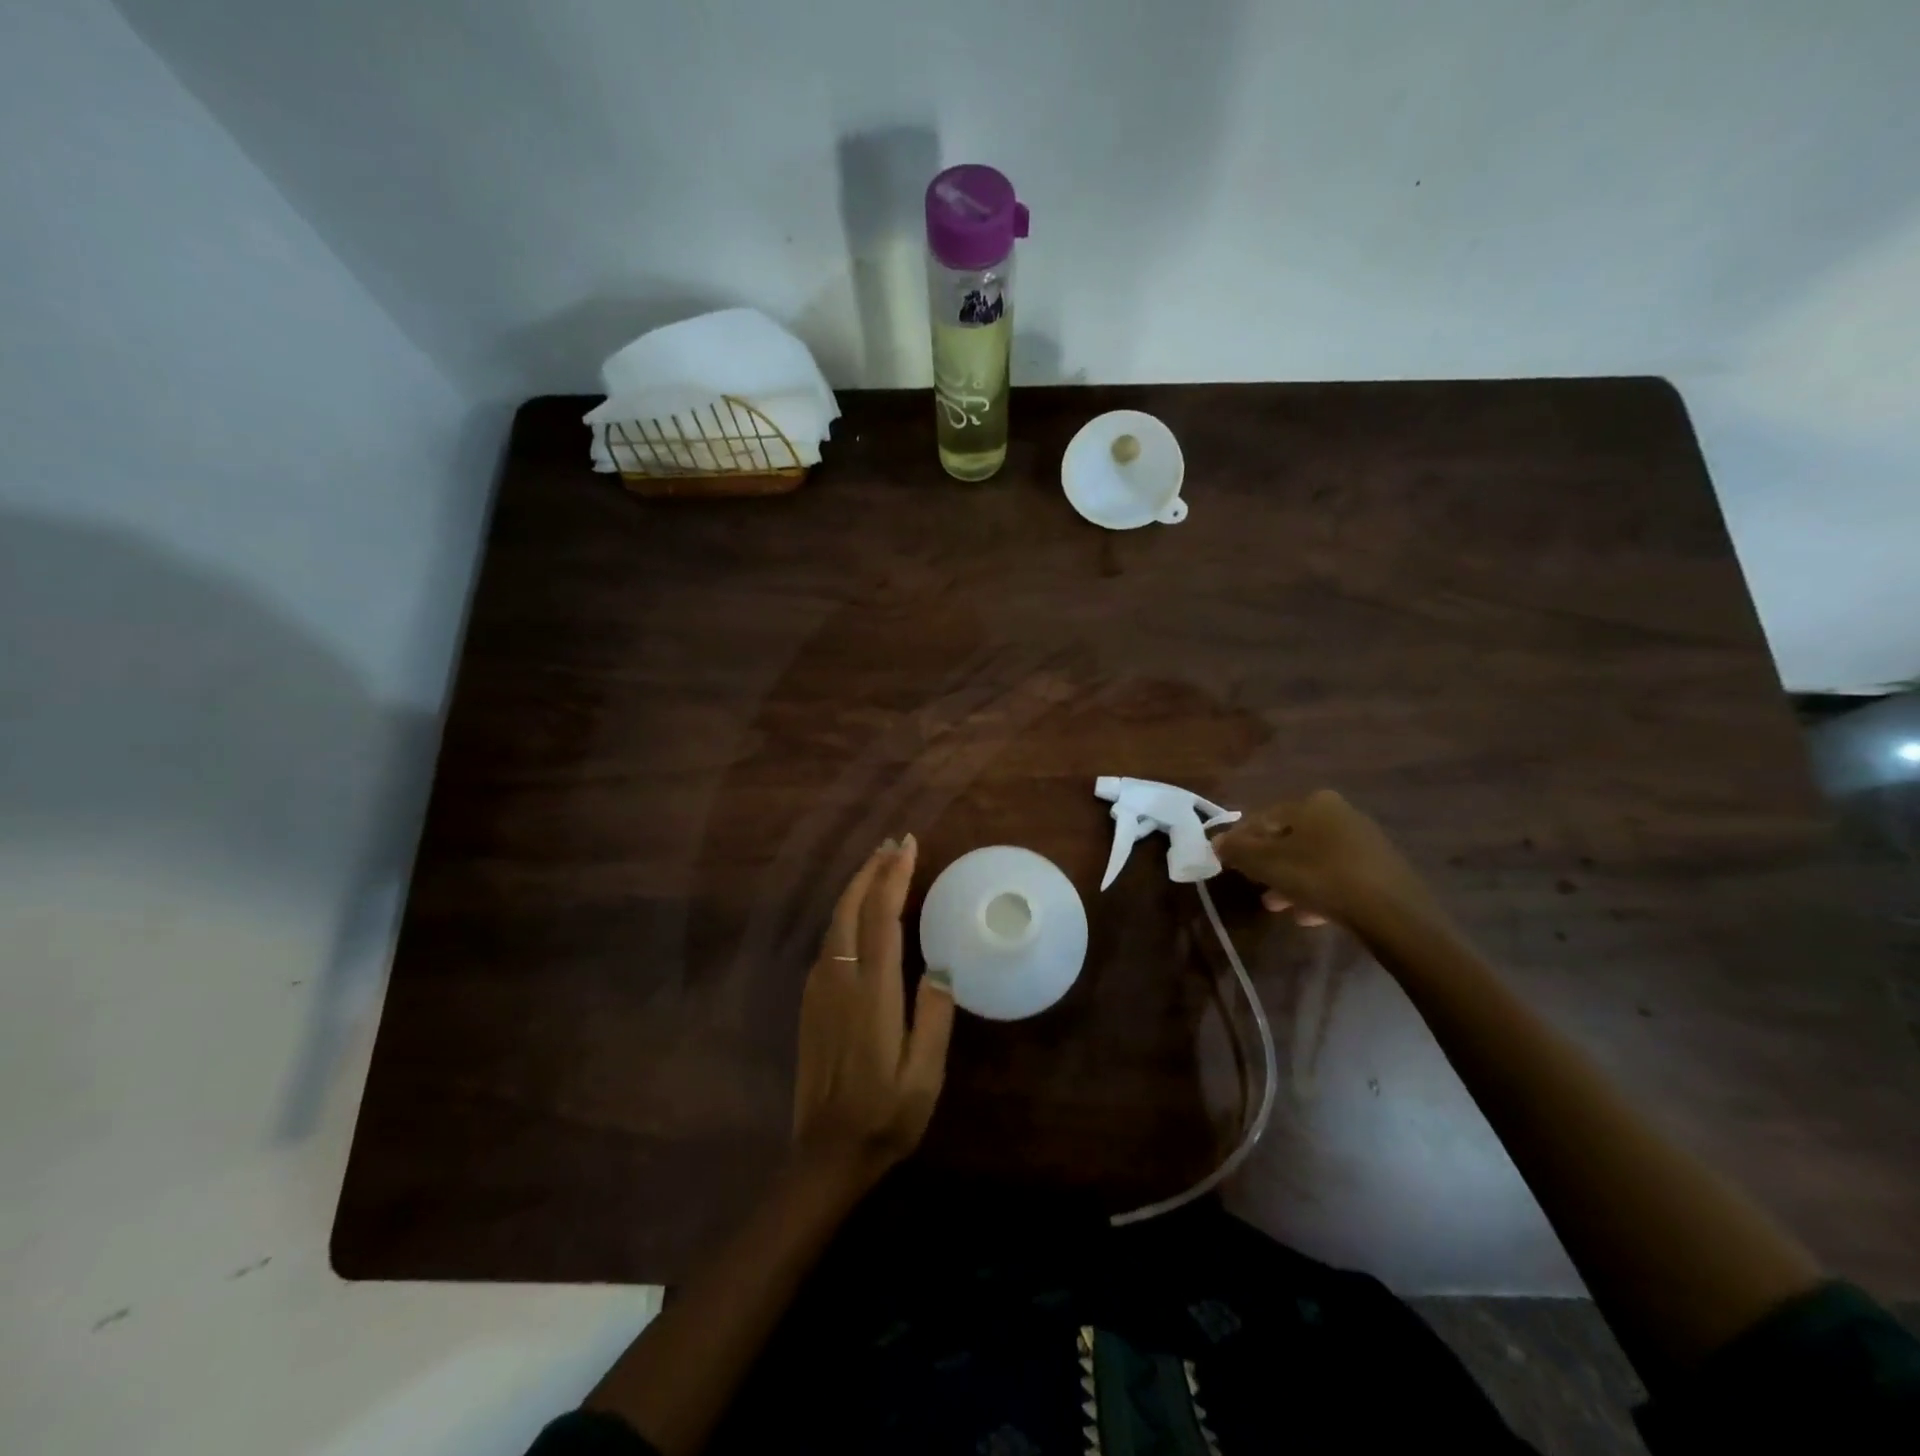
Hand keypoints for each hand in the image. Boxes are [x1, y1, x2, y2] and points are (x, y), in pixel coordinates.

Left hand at [792, 834, 953, 1185]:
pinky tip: (858, 912)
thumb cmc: (886, 1117)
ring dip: (857, 888)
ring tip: (880, 865)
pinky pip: (828, 941)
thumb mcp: (924, 1076)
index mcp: (872, 995)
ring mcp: (819, 990)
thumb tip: (941, 966)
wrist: (825, 1156)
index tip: (908, 846)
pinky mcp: (811, 1002)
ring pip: (835, 922)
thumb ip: (934, 1017)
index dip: (894, 878)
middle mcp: (839, 981)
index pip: (881, 919)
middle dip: (871, 871)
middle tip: (894, 843)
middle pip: (850, 909)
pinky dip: (846, 913)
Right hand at [1213, 789, 1438, 934]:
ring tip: (1277, 906)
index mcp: (1312, 803)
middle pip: (1289, 839)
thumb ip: (1237, 850)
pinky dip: (1317, 891)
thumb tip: (1216, 841)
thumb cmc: (1320, 876)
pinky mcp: (1379, 869)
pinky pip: (1336, 876)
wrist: (1393, 913)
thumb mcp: (1266, 863)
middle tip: (1254, 887)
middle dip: (1267, 864)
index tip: (1227, 863)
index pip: (1263, 817)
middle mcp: (1339, 813)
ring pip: (1312, 859)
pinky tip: (1307, 916)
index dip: (1240, 840)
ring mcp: (1363, 841)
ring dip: (1290, 880)